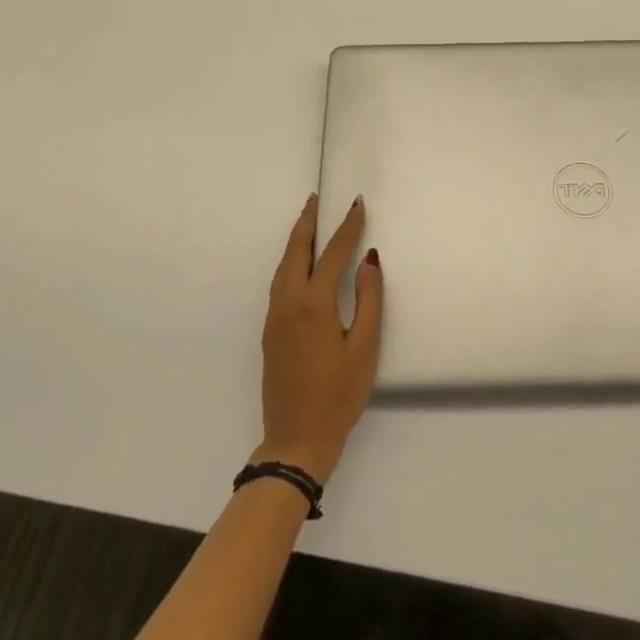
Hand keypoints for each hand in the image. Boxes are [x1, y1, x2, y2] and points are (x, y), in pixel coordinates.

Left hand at [256, 195, 383, 483]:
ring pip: (283, 266)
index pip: (332, 254)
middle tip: (317, 199)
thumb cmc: (338, 396)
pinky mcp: (270, 331)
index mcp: (313, 305)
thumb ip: (368, 300)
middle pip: (296, 251)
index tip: (356, 204)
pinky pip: (279, 282)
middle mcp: (288, 303)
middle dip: (308, 222)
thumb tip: (369, 259)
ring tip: (309, 221)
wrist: (295, 440)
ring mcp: (274, 317)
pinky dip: (290, 261)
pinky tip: (300, 262)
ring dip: (296, 240)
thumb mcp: (364, 349)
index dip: (346, 227)